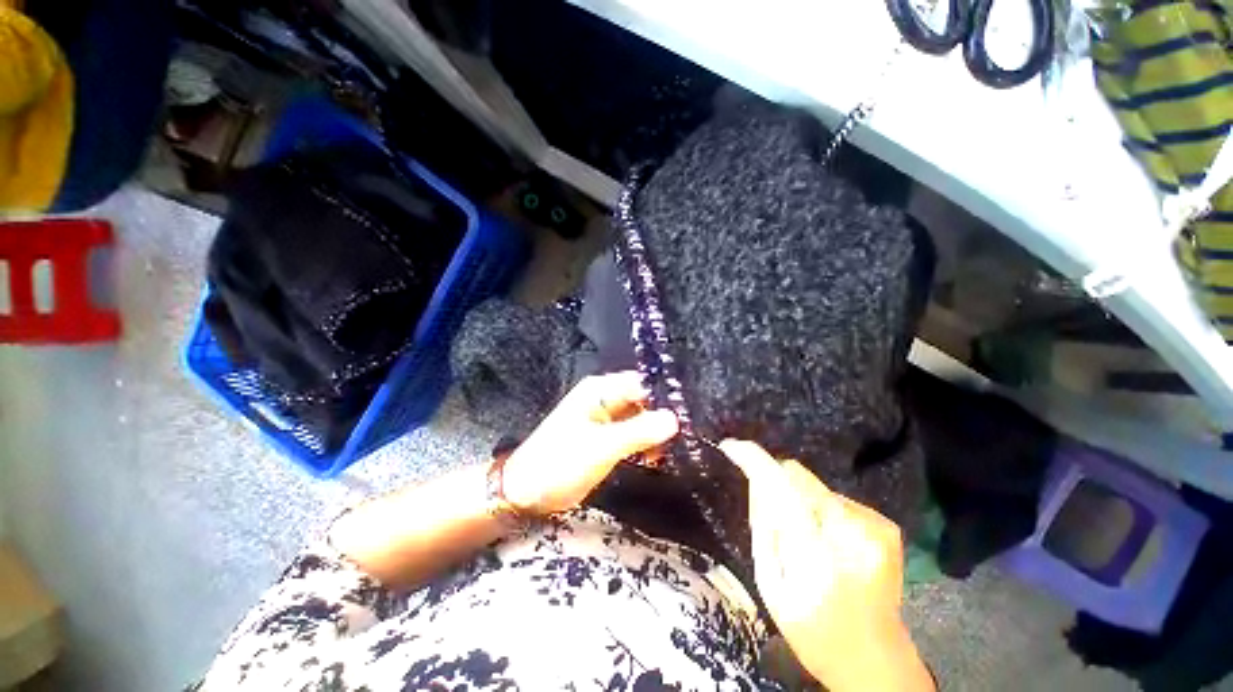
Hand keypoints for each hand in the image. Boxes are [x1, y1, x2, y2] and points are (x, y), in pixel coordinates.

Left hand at [501, 372, 678, 514]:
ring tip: (669, 451)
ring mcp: (604, 418)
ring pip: (639, 417)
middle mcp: (603, 398)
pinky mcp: (604, 437)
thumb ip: (639, 431)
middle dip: (661, 416)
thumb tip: (675, 419)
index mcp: (600, 390)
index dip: (664, 397)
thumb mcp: (603, 447)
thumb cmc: (560, 463)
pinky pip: (631, 433)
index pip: (641, 383)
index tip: (688, 415)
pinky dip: (643, 443)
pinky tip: (654, 458)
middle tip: (683, 437)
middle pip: (642, 399)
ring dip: (654, 432)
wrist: (526, 493)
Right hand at [721, 440, 932, 691]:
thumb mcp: (770, 585)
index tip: (731, 446)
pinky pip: (835, 498)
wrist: (877, 662)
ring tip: (805, 540)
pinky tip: (828, 543)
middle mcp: (851, 531)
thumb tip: (757, 482)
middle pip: (797, 478)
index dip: (754, 461)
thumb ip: (763, 528)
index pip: (781, 488)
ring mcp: (875, 526)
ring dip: (800, 501)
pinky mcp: (885, 524)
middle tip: (776, 521)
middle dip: (778, 486)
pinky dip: (822, 512)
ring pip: (815, 487)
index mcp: (817, 556)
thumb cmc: (813, 631)